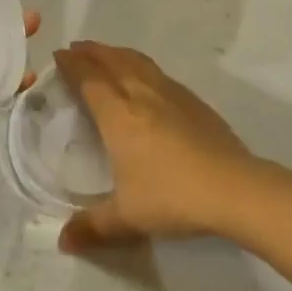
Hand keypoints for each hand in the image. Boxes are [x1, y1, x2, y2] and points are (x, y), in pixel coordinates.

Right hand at [53, 41, 255, 253]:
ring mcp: (170, 93)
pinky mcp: (192, 100)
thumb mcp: (127, 217)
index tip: (59, 55)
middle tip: (76, 49)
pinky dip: (140, 65)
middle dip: (91, 52)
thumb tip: (63, 241)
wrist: (232, 187)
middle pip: (111, 61)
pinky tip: (146, 78)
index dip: (72, 64)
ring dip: (116, 53)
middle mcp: (140, 94)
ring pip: (137, 61)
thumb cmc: (172, 197)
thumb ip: (92, 226)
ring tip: (106, 54)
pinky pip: (157, 72)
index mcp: (118, 115)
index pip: (88, 78)